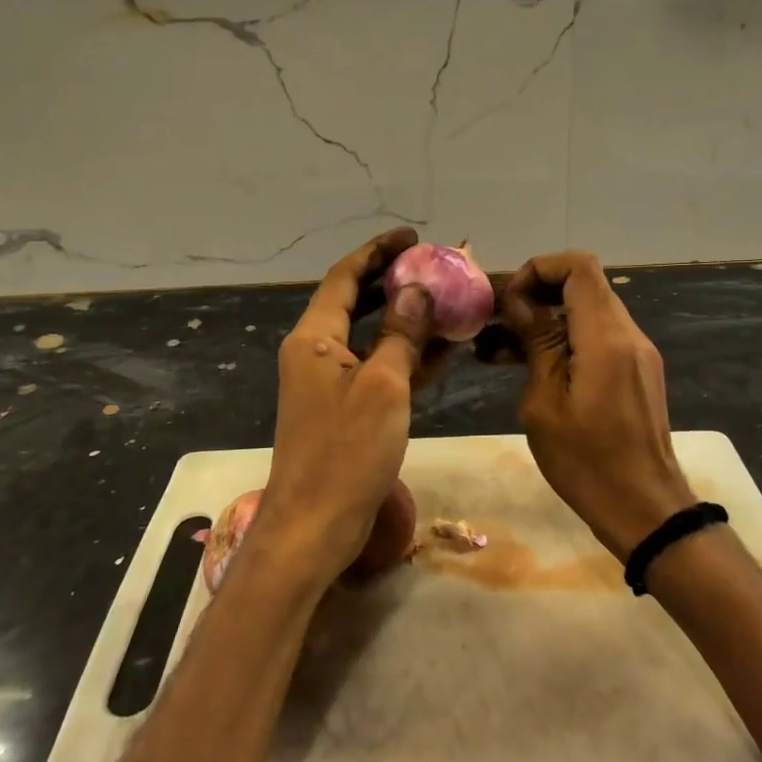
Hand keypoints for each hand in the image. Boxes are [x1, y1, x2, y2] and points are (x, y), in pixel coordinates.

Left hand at [252, 228, 438, 591]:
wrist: (315, 525)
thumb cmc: (346, 451)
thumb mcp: (382, 385)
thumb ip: (400, 333)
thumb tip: (417, 290)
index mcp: (314, 337)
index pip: (345, 277)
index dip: (377, 252)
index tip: (411, 236)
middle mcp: (316, 351)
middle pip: (355, 302)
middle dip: (393, 282)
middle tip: (434, 266)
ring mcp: (330, 382)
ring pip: (371, 337)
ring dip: (406, 320)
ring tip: (447, 302)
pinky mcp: (345, 409)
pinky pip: (378, 369)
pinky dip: (405, 357)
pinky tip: (443, 349)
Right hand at [501, 251, 693, 561]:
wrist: (644, 509)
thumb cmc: (587, 462)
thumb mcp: (545, 403)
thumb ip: (536, 342)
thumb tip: (519, 301)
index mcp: (605, 337)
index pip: (578, 266)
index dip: (539, 269)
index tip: (509, 301)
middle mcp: (627, 334)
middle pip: (582, 285)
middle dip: (535, 294)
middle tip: (495, 324)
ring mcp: (635, 353)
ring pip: (586, 312)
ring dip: (544, 320)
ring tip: (496, 348)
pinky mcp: (634, 372)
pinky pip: (596, 338)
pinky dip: (563, 340)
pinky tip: (525, 365)